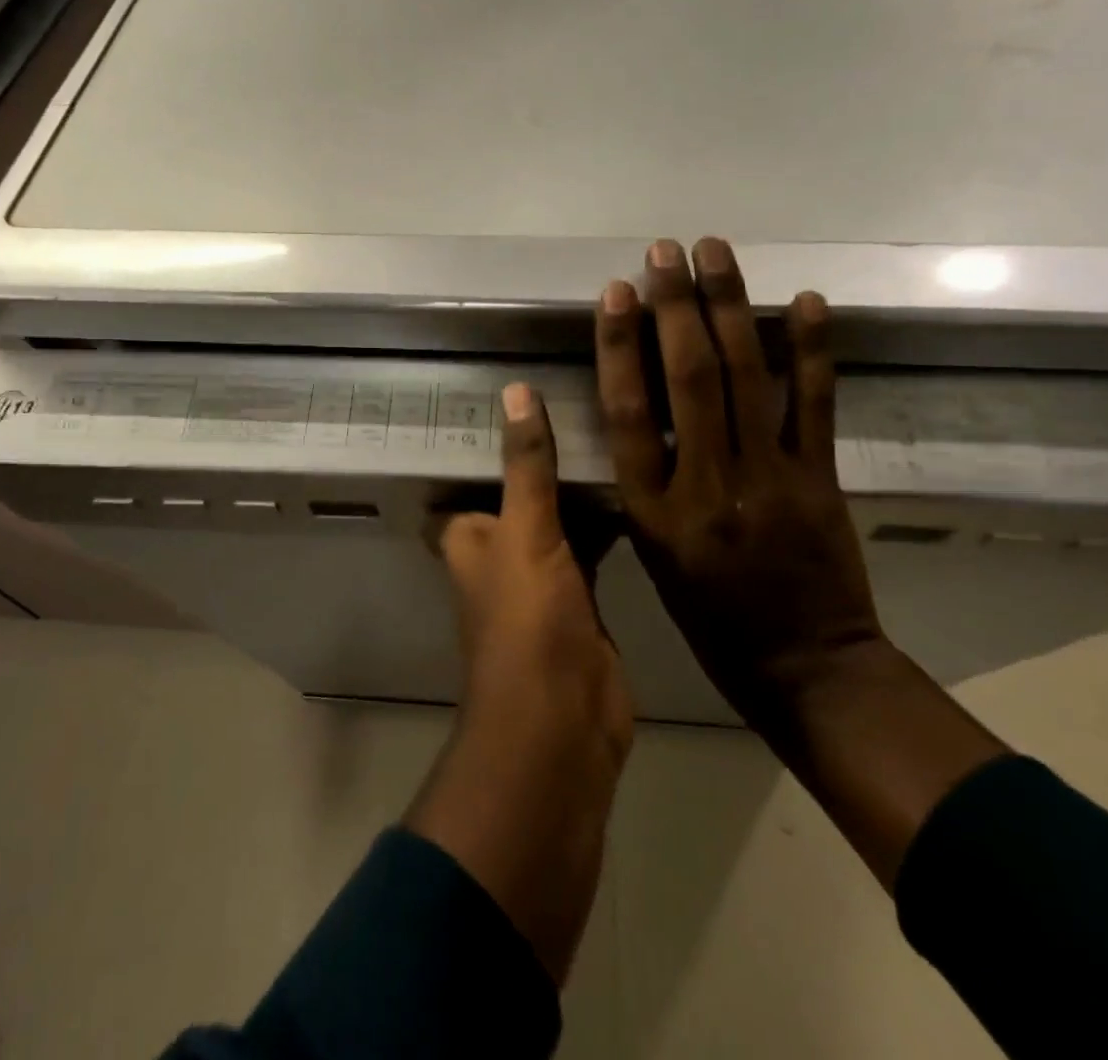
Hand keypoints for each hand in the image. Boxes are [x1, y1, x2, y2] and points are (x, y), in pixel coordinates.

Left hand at [409, 383, 630, 983]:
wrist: (565, 723)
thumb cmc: (527, 621)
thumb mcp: (525, 531)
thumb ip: (525, 465)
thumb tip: (514, 390)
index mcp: (469, 533)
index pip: (472, 470)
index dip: (490, 433)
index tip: (521, 383)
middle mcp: (500, 549)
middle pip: (520, 488)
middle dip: (544, 452)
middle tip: (579, 393)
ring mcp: (543, 572)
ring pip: (559, 513)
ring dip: (578, 482)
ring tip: (613, 420)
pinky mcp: (582, 594)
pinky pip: (592, 541)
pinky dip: (607, 516)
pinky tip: (637, 477)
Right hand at [594, 237, 883, 727]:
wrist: (805, 668)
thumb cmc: (711, 618)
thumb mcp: (654, 554)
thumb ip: (646, 482)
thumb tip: (642, 411)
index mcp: (654, 508)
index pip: (628, 411)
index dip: (620, 345)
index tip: (616, 292)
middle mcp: (706, 483)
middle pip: (687, 377)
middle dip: (675, 306)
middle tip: (666, 251)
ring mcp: (768, 477)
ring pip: (745, 376)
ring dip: (730, 307)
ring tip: (715, 252)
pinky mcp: (819, 479)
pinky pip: (813, 405)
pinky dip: (811, 349)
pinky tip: (804, 301)